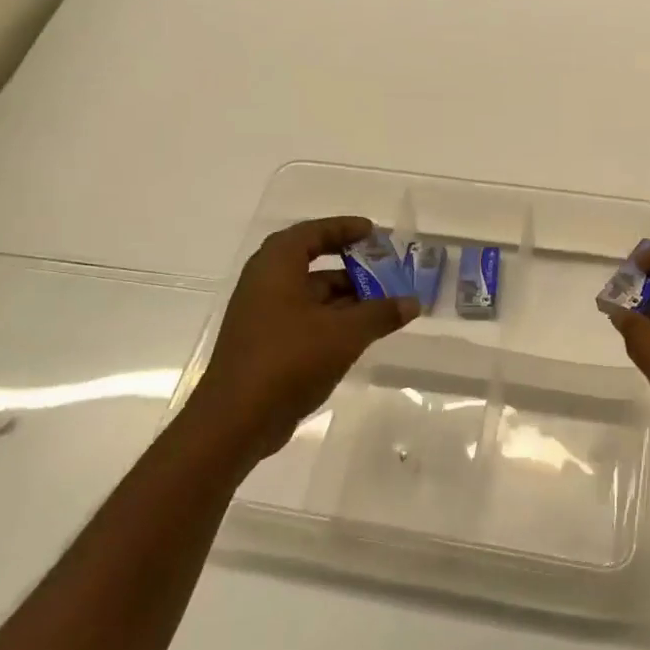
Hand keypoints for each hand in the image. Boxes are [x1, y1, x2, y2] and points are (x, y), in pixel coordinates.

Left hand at [187, 216, 416, 464]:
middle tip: (387, 271)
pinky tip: (362, 335)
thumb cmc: (289, 360)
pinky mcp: (266, 345)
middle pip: (313, 264)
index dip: (343, 228)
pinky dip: (334, 321)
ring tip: (385, 306)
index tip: (373, 232)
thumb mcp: (344, 333)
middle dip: (352, 267)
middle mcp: (265, 284)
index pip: (312, 233)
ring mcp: (263, 317)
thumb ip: (381, 313)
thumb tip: (412, 302)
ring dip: (347, 299)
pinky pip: (306, 321)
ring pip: (311, 296)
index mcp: (276, 267)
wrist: (237, 420)